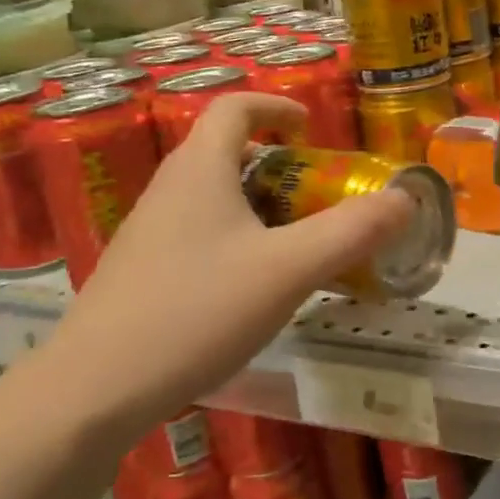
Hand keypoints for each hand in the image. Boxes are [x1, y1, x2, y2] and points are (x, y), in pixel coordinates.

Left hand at [40, 94, 414, 433]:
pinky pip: (198, 234)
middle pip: (224, 152)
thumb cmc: (197, 311)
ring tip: (296, 242)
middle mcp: (168, 190)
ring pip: (211, 197)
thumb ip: (352, 231)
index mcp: (199, 169)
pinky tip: (253, 287)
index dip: (276, 107)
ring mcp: (148, 233)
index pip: (234, 108)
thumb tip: (406, 199)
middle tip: (318, 193)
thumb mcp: (290, 269)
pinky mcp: (141, 273)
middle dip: (278, 163)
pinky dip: (236, 238)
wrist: (93, 391)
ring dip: (258, 204)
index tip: (311, 128)